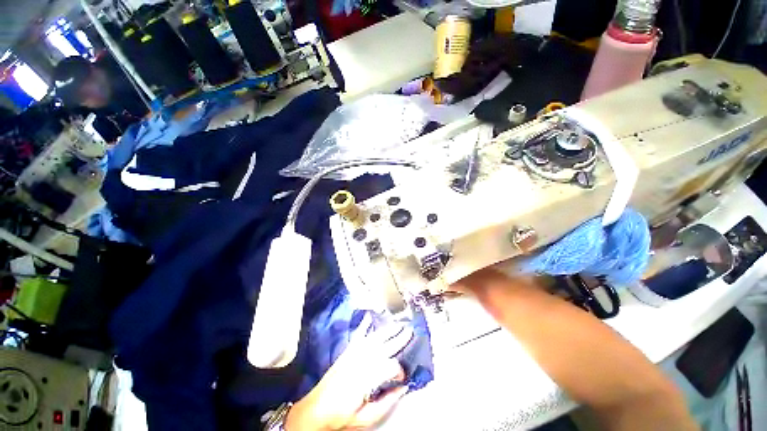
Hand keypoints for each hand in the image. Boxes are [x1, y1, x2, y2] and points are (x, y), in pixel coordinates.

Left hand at [286, 316, 413, 430]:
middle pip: (384, 346)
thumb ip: (386, 402)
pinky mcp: (347, 353)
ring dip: (387, 330)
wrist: (315, 411)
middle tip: (410, 331)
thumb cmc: (340, 417)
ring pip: (374, 338)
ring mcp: (353, 355)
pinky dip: (364, 326)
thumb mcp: (366, 417)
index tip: (402, 378)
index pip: (390, 366)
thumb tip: (403, 389)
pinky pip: (358, 336)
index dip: (399, 371)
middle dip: (399, 338)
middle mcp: (361, 361)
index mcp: (367, 378)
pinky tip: (369, 318)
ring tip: (397, 324)